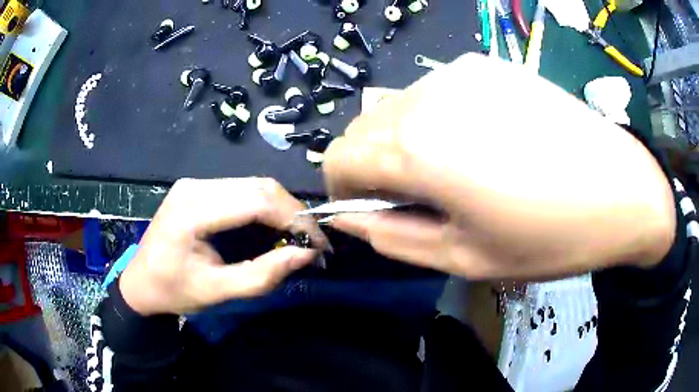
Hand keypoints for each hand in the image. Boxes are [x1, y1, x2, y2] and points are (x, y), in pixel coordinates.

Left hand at [119, 178, 326, 315]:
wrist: (140, 282)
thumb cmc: (173, 291)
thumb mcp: (217, 291)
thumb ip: (262, 275)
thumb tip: (306, 255)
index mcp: (192, 210)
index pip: (255, 200)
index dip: (294, 219)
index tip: (319, 243)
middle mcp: (195, 186)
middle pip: (258, 187)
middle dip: (293, 213)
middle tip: (312, 241)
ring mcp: (196, 183)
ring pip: (254, 185)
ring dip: (281, 209)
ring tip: (297, 236)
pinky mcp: (199, 188)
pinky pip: (242, 190)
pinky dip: (265, 207)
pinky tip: (272, 227)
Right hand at [323, 53, 675, 279]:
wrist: (621, 189)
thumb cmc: (548, 237)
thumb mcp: (465, 258)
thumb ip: (394, 237)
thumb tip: (351, 219)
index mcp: (416, 146)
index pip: (338, 158)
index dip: (344, 190)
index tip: (372, 211)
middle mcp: (427, 95)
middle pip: (363, 128)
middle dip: (373, 167)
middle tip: (418, 198)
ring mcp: (460, 73)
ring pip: (397, 107)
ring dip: (404, 142)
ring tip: (455, 170)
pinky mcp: (487, 66)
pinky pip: (436, 93)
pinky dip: (436, 119)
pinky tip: (483, 141)